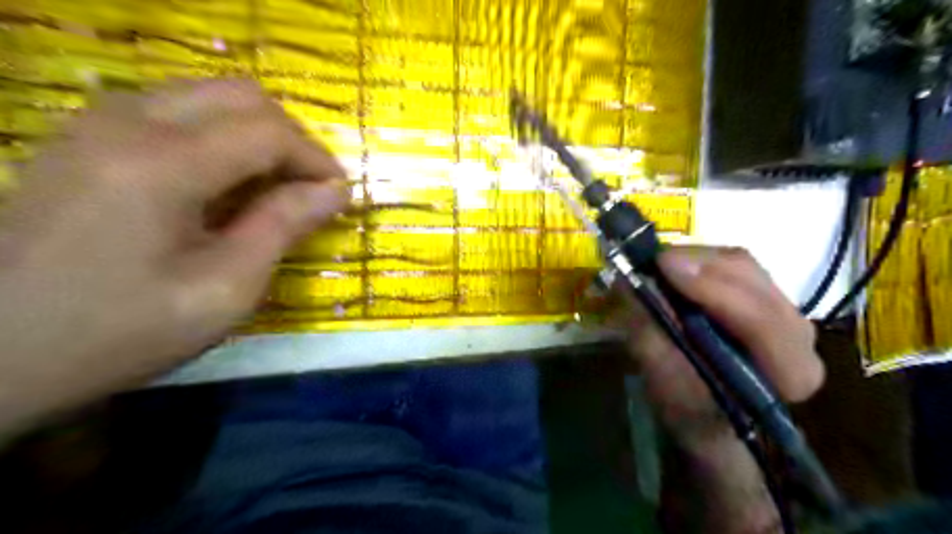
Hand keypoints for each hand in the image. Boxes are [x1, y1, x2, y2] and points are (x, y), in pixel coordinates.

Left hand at [0, 80, 347, 437]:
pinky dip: (221, 137)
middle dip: (292, 139)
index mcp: (162, 164)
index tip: (340, 196)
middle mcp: (127, 122)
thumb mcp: (223, 290)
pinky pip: (177, 112)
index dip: (317, 159)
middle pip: (240, 96)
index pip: (268, 131)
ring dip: (257, 136)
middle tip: (312, 188)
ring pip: (208, 97)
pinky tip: (226, 184)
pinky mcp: (88, 138)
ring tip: (275, 188)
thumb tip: (336, 192)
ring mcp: (99, 123)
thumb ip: (282, 228)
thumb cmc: (120, 331)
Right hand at [622, 247, 821, 445]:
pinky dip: (702, 260)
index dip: (711, 288)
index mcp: (790, 372)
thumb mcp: (664, 382)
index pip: (760, 319)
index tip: (664, 268)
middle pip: (754, 281)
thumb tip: (632, 286)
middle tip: (654, 260)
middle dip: (700, 265)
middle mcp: (801, 337)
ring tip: (660, 263)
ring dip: (698, 258)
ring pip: (745, 266)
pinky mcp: (767, 296)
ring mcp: (787, 311)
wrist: (709, 415)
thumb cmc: (689, 408)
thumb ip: (652, 337)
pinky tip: (677, 266)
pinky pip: (736, 265)